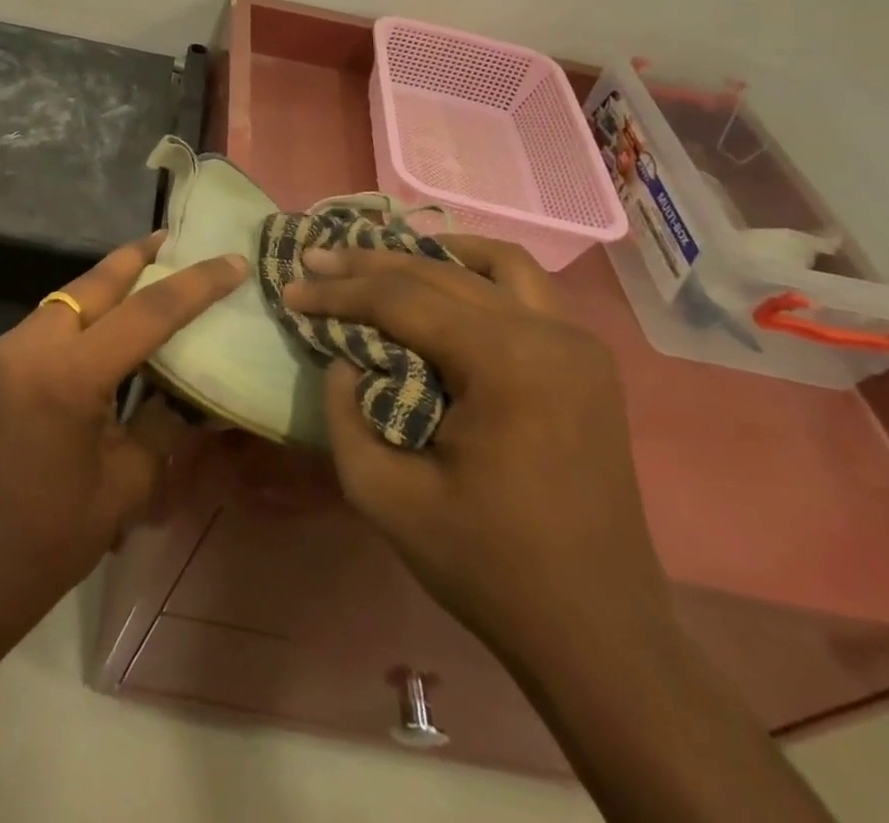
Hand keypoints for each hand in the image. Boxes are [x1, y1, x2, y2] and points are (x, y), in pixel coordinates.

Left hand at [0, 234, 245, 623]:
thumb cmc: (52, 538)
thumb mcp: (128, 483)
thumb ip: (165, 422)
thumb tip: (195, 390)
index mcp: (68, 376)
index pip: (146, 313)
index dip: (195, 285)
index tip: (232, 262)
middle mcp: (32, 345)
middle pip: (96, 283)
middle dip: (139, 258)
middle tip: (177, 239)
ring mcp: (7, 349)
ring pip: (70, 295)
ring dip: (111, 283)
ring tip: (152, 269)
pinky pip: (51, 319)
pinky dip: (86, 310)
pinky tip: (111, 319)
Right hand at [285, 237, 669, 656]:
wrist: (597, 632)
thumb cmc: (487, 566)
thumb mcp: (384, 496)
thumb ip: (345, 413)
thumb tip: (343, 358)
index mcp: (505, 364)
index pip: (402, 300)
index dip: (339, 292)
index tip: (291, 290)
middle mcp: (548, 334)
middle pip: (440, 272)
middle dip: (369, 264)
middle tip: (317, 263)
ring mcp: (577, 344)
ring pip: (492, 264)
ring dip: (428, 254)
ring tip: (378, 258)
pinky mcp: (587, 361)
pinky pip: (527, 290)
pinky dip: (478, 272)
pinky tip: (445, 278)